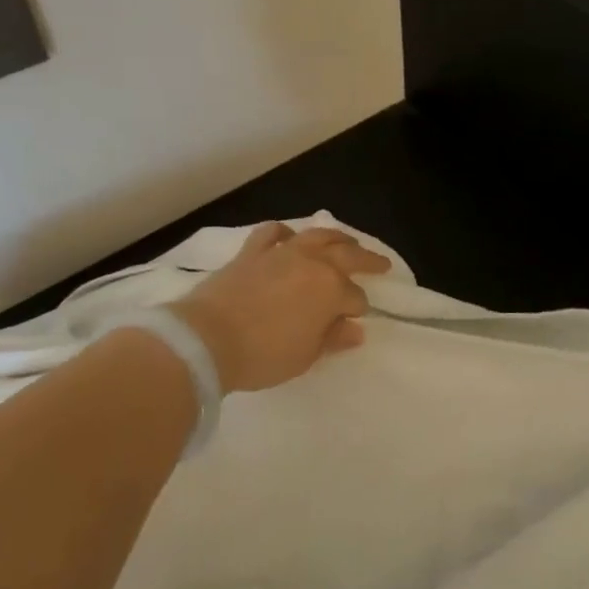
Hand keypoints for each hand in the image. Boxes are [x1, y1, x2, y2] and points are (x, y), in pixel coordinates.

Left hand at [170, 222, 390, 393]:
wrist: (207, 339)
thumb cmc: (263, 355)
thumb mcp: (305, 356)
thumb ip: (332, 338)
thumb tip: (354, 329)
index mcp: (331, 289)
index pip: (355, 298)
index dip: (358, 310)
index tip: (354, 322)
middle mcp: (312, 262)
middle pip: (348, 256)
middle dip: (368, 261)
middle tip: (381, 264)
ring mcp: (282, 253)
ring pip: (317, 235)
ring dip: (337, 238)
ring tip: (346, 242)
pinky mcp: (253, 251)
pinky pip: (273, 233)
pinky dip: (285, 232)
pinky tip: (290, 237)